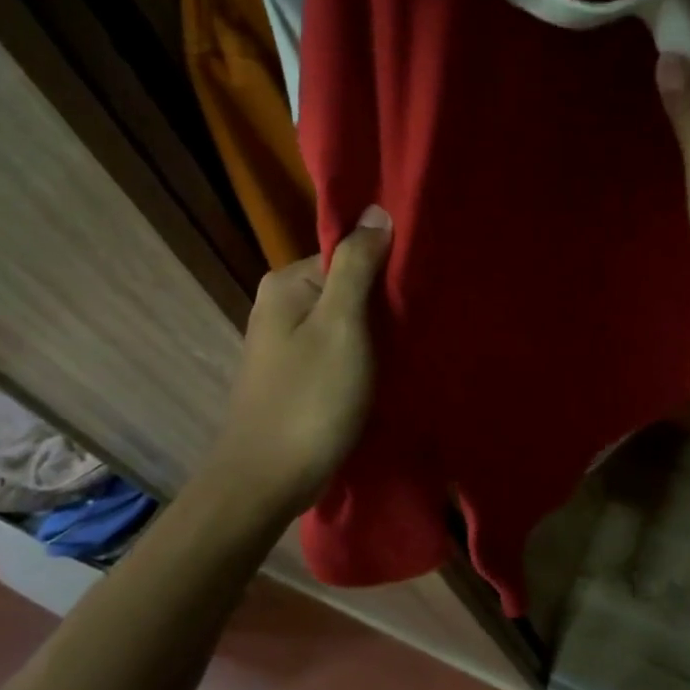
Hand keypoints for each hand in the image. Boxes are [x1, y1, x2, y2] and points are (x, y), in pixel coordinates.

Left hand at [215, 206, 392, 509]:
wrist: (268, 479)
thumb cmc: (311, 398)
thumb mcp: (342, 325)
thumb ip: (357, 266)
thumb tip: (375, 210)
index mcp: (286, 282)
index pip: (347, 253)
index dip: (385, 268)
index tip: (419, 291)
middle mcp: (280, 303)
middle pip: (346, 286)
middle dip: (382, 302)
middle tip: (420, 322)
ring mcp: (285, 341)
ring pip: (344, 320)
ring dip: (376, 332)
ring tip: (409, 347)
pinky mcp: (296, 372)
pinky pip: (337, 348)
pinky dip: (361, 355)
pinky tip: (384, 370)